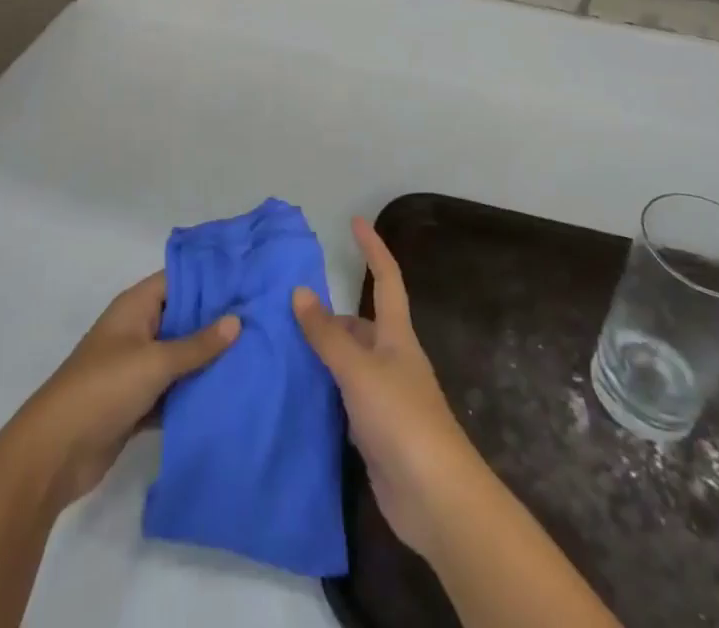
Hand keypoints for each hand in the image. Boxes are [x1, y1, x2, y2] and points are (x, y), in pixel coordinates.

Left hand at [12, 272, 239, 510]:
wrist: (54, 454)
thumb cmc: (103, 388)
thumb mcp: (154, 361)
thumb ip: (197, 344)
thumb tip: (237, 320)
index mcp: (135, 307)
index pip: (179, 280)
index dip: (211, 279)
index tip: (248, 281)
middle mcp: (137, 330)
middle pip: (182, 318)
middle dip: (216, 322)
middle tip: (262, 320)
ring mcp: (136, 368)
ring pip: (180, 357)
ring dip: (207, 361)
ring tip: (255, 355)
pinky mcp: (137, 404)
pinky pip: (173, 391)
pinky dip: (193, 393)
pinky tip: (228, 395)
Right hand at [293, 218, 488, 560]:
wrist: (435, 497)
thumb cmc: (401, 419)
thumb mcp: (358, 370)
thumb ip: (327, 334)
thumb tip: (299, 292)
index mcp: (396, 335)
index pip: (385, 279)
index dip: (372, 248)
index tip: (355, 221)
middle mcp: (392, 359)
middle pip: (361, 324)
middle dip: (330, 315)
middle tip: (288, 309)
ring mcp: (386, 397)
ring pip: (350, 363)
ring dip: (323, 354)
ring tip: (283, 347)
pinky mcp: (376, 432)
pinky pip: (344, 398)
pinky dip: (324, 390)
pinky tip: (300, 393)